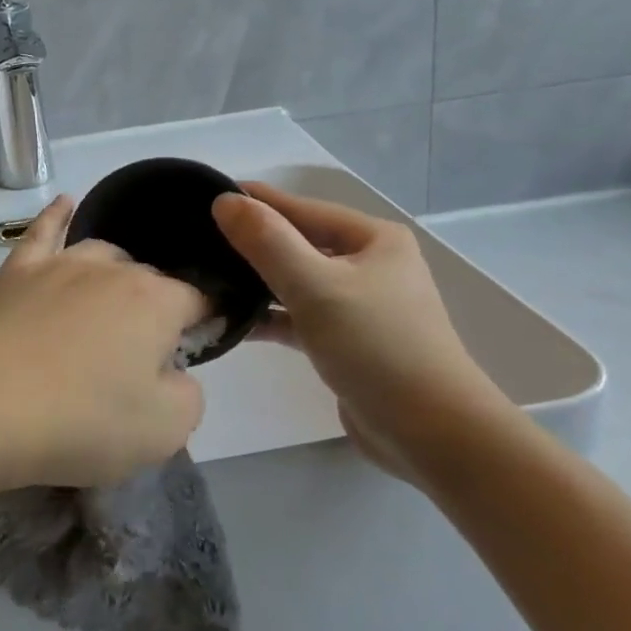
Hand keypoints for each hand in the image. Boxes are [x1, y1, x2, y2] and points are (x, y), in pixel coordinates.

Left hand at [0, 196, 208, 494]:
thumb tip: (173, 372)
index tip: (196, 350)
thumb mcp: (165, 431)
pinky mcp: (16, 271)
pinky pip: (43, 231)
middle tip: (139, 358)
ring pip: (103, 254)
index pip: (199, 300)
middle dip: (156, 309)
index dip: (205, 323)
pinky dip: (58, 216)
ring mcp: (59, 263)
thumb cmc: (80, 422)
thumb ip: (188, 395)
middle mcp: (112, 269)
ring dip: (116, 276)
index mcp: (156, 301)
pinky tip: (65, 202)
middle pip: (149, 279)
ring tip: (110, 310)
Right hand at [212, 184, 511, 482]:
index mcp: (372, 239)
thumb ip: (267, 241)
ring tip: (205, 277)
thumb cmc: (377, 347)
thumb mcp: (315, 286)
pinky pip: (300, 317)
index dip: (254, 201)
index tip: (205, 195)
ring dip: (257, 282)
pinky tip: (232, 322)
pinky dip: (270, 317)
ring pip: (297, 281)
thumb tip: (225, 200)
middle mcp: (369, 264)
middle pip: (298, 243)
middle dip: (250, 243)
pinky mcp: (347, 341)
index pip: (301, 209)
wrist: (433, 435)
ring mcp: (360, 305)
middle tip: (197, 239)